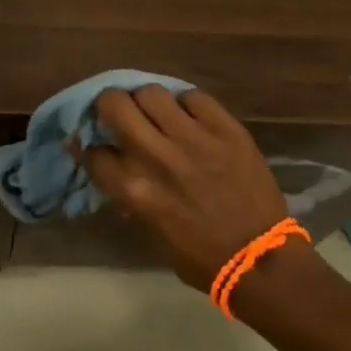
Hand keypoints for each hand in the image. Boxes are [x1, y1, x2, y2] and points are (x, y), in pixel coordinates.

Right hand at [73, 87, 291, 292]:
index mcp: (134, 189)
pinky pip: (193, 97)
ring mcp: (193, 138)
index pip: (93, 151)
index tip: (98, 144)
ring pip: (152, 92)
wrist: (259, 258)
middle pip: (114, 103)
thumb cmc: (200, 255)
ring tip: (157, 113)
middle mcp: (156, 156)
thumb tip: (107, 164)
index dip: (91, 146)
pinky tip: (191, 118)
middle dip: (110, 106)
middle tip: (120, 114)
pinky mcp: (225, 128)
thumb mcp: (150, 230)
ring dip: (147, 102)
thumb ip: (125, 193)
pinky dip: (186, 105)